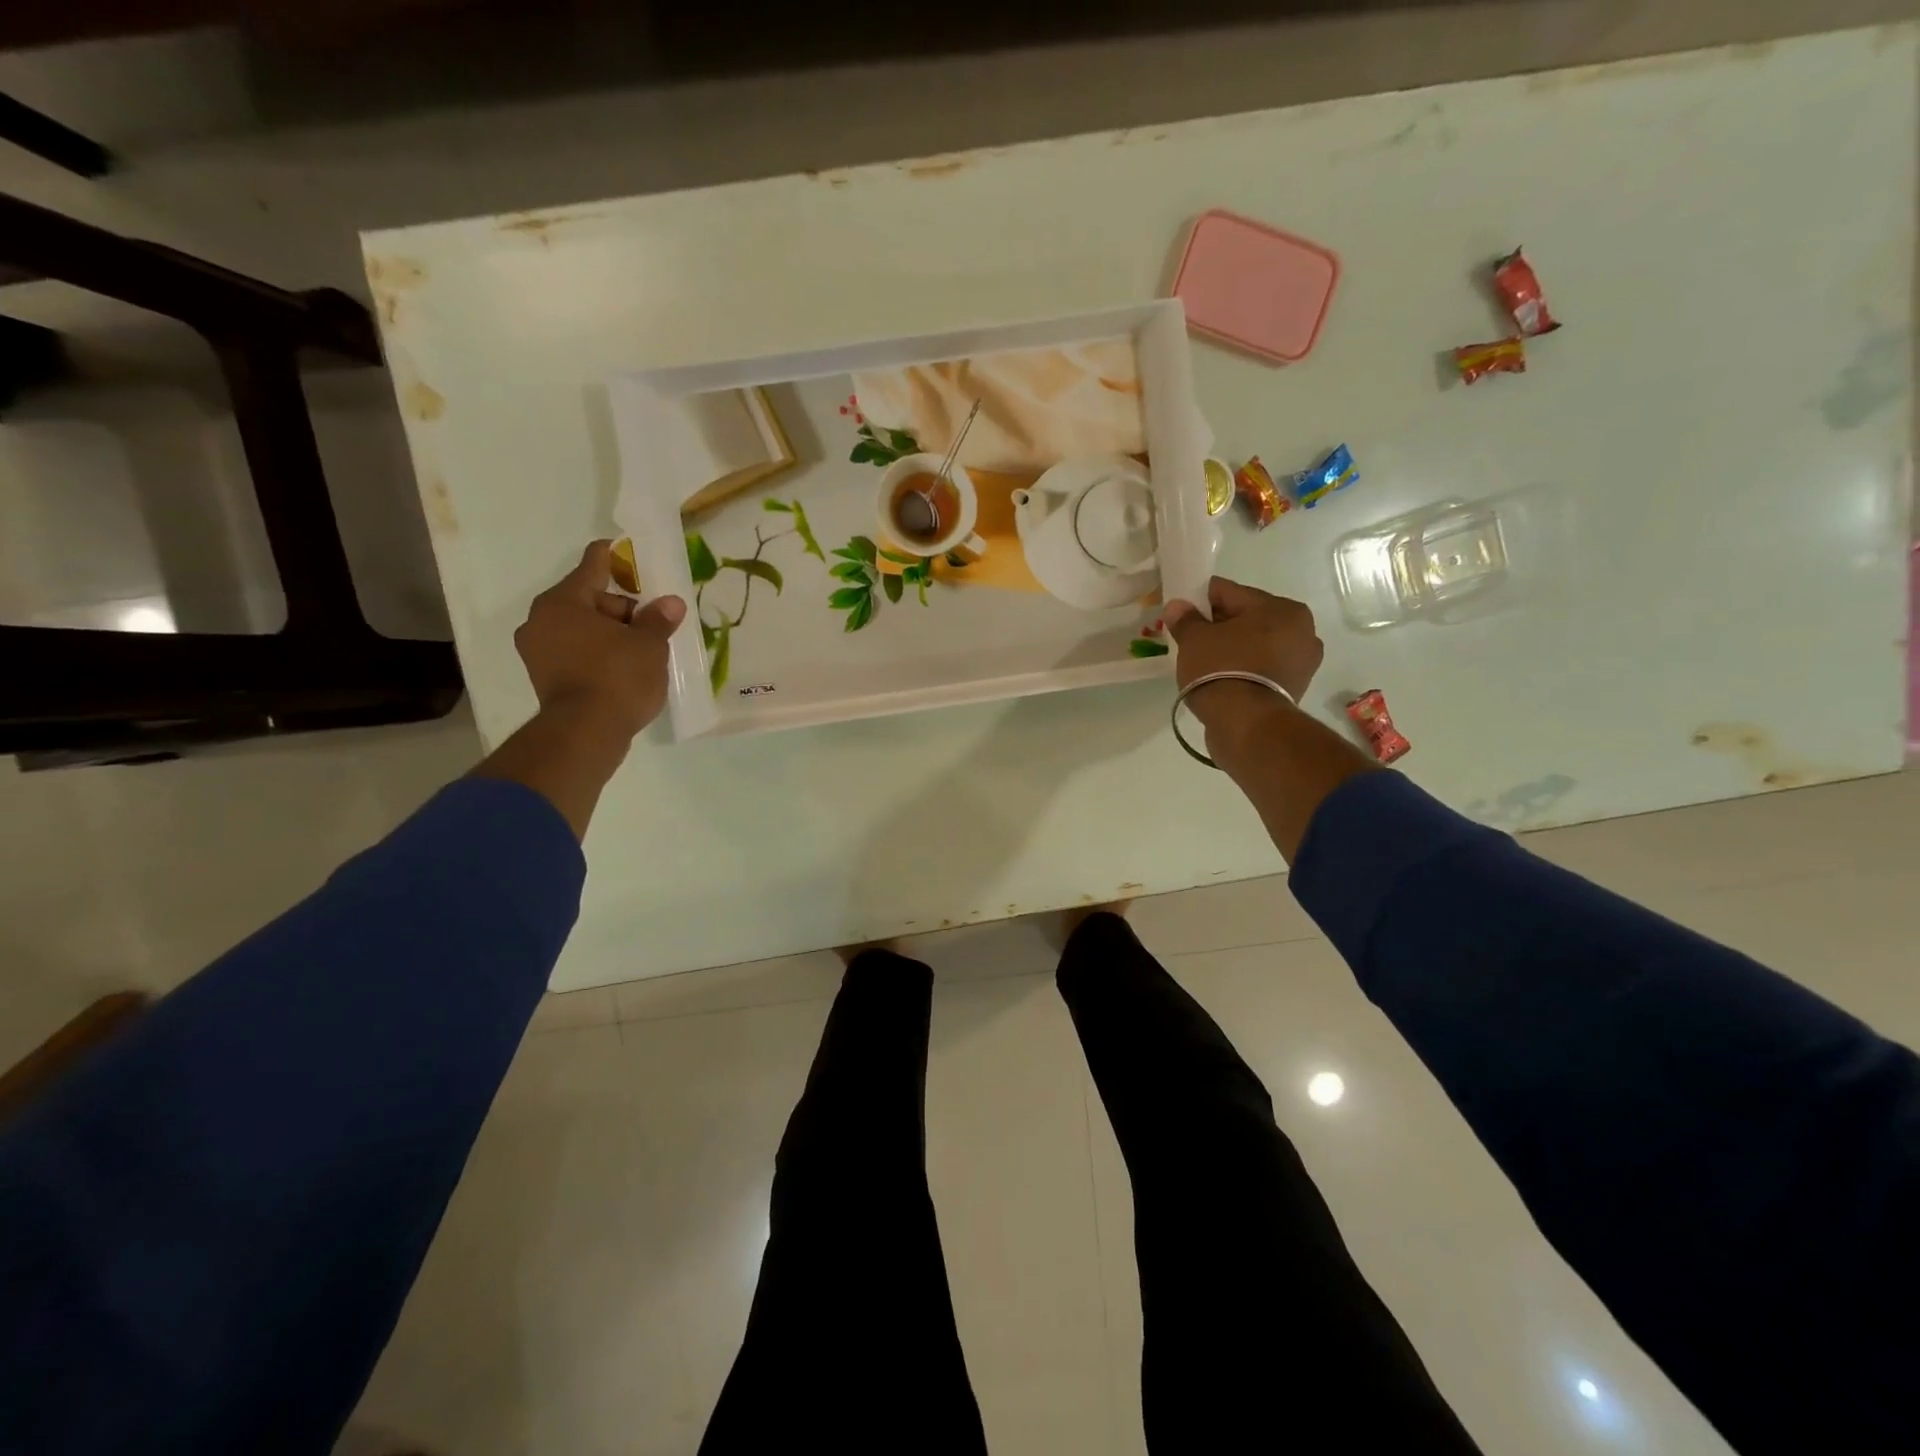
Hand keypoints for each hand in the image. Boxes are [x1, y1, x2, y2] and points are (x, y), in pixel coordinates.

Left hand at [514, 540, 686, 743]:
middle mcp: (541, 620)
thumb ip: (658, 620)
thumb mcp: (649, 645)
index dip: (616, 557)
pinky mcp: (543, 677)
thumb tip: (670, 603)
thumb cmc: (617, 677)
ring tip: (642, 649)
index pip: (593, 565)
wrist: (585, 733)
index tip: (629, 550)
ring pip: (581, 628)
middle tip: (652, 623)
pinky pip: (575, 652)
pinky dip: (597, 654)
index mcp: (563, 601)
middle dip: (621, 608)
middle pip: (588, 599)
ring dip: (610, 633)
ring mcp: (537, 651)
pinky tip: (623, 668)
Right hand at [1163, 577, 1323, 742]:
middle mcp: (1302, 630)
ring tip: (1204, 662)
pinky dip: (1243, 668)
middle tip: (1191, 638)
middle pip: (1247, 618)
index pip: (1231, 593)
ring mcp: (1302, 662)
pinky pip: (1261, 667)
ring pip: (1256, 644)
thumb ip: (1185, 619)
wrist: (1246, 725)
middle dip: (1219, 626)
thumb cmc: (1222, 670)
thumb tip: (1177, 606)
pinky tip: (1221, 677)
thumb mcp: (1194, 639)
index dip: (1201, 600)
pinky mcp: (1295, 688)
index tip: (1181, 612)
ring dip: (1233, 648)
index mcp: (1282, 608)